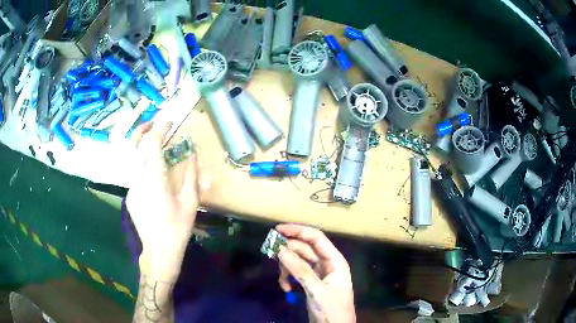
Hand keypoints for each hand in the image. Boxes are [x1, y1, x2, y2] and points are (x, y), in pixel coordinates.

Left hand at [127, 121, 199, 279]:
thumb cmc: (177, 227)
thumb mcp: (190, 201)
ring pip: (134, 160)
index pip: (152, 143)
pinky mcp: (129, 196)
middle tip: (153, 124)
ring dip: (143, 148)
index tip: (168, 121)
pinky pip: (135, 174)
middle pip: (134, 146)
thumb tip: (192, 153)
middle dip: (142, 129)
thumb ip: (191, 173)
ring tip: (157, 147)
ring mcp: (131, 187)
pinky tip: (155, 177)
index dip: (160, 128)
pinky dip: (144, 166)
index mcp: (154, 178)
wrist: (159, 251)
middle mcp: (138, 179)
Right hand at [276, 224, 355, 322]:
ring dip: (286, 268)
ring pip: (297, 261)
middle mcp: (326, 263)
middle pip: (304, 249)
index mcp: (334, 260)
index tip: (277, 230)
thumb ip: (299, 269)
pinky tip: (286, 288)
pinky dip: (288, 278)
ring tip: (282, 281)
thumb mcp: (316, 289)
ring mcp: (318, 273)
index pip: (316, 238)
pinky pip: (295, 273)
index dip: (298, 231)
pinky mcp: (310, 283)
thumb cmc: (332, 308)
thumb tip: (280, 248)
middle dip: (288, 252)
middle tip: (271, 255)